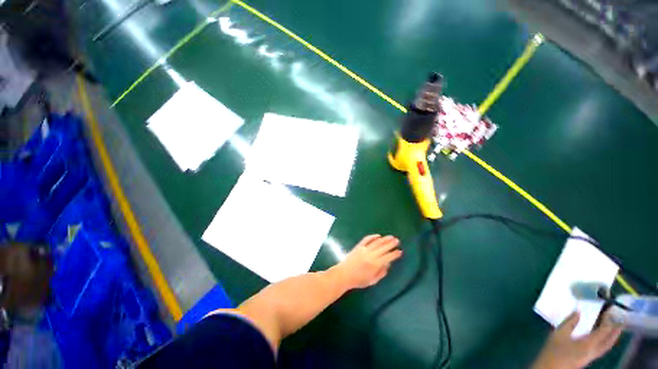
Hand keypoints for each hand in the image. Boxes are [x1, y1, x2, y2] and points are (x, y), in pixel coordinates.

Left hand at [332, 235, 402, 289]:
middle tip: (397, 240)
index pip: (388, 257)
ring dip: (384, 239)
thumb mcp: (372, 281)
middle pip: (383, 247)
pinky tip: (378, 235)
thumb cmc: (358, 280)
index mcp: (375, 264)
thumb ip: (381, 272)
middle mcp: (371, 255)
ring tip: (391, 236)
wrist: (344, 274)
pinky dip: (373, 236)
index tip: (400, 251)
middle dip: (391, 244)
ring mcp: (364, 249)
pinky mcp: (358, 246)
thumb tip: (388, 264)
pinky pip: (366, 239)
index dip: (395, 254)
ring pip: (376, 242)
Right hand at [532, 311, 623, 368]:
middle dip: (616, 329)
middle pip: (609, 340)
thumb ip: (569, 323)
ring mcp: (592, 355)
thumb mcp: (558, 335)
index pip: (604, 331)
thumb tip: (578, 311)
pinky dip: (606, 340)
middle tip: (620, 317)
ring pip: (607, 345)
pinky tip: (602, 336)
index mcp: (589, 344)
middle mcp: (594, 350)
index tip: (611, 309)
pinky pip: (602, 347)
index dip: (609, 320)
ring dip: (613, 335)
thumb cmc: (554, 350)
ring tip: (615, 325)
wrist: (550, 368)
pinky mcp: (589, 357)